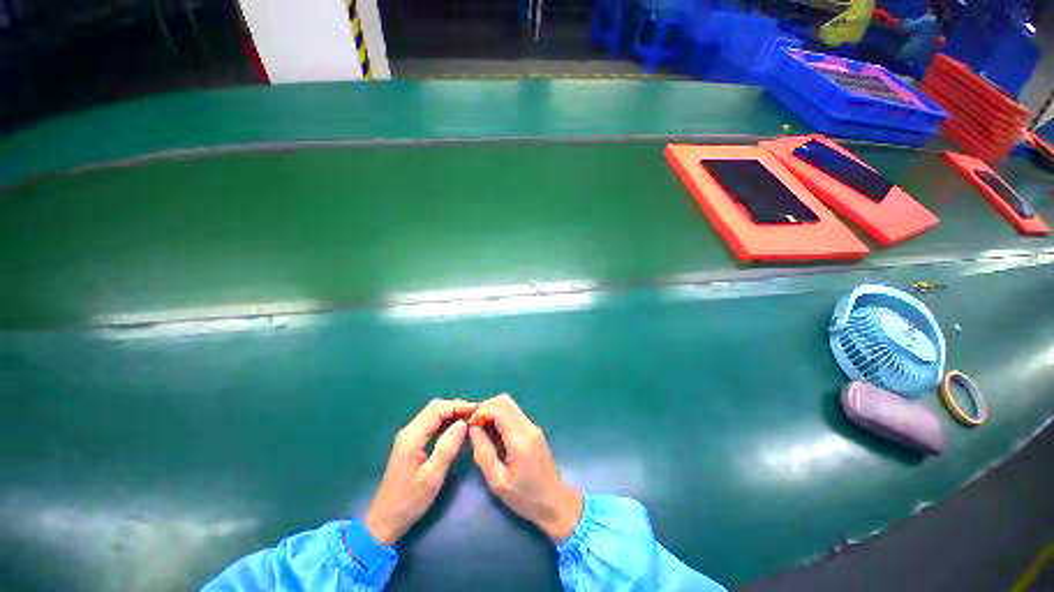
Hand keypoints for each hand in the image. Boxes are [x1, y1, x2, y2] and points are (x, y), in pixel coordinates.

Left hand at [364, 398, 476, 545]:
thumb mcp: (432, 477)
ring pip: (433, 414)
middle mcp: (409, 431)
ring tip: (470, 420)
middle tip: (475, 414)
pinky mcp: (412, 443)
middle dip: (456, 407)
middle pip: (435, 408)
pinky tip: (457, 429)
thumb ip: (447, 447)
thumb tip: (463, 423)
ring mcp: (409, 437)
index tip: (477, 411)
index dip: (458, 406)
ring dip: (452, 413)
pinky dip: (446, 422)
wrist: (385, 520)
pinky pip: (431, 424)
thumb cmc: (409, 501)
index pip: (437, 409)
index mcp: (412, 437)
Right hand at [468, 394, 582, 542]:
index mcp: (520, 439)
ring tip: (481, 430)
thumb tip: (473, 429)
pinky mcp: (533, 429)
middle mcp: (528, 426)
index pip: (499, 409)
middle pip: (505, 401)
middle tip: (474, 425)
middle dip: (486, 407)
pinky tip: (493, 434)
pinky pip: (514, 414)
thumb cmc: (525, 497)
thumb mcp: (498, 482)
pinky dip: (500, 417)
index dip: (481, 411)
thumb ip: (484, 453)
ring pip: (510, 405)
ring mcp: (533, 426)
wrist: (555, 502)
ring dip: (493, 411)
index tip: (469, 426)